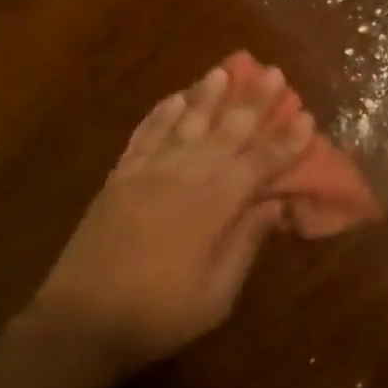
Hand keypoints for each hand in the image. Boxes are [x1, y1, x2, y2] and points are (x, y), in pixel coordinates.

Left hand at [24, 61, 313, 376]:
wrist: (81, 318)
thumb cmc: (157, 315)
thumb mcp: (216, 295)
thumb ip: (245, 243)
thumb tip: (274, 205)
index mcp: (212, 205)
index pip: (258, 164)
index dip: (284, 141)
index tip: (306, 117)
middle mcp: (182, 175)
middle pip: (225, 131)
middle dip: (252, 102)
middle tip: (273, 73)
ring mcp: (146, 171)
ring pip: (185, 123)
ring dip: (207, 95)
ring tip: (225, 70)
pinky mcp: (120, 175)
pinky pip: (146, 134)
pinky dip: (162, 113)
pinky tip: (175, 99)